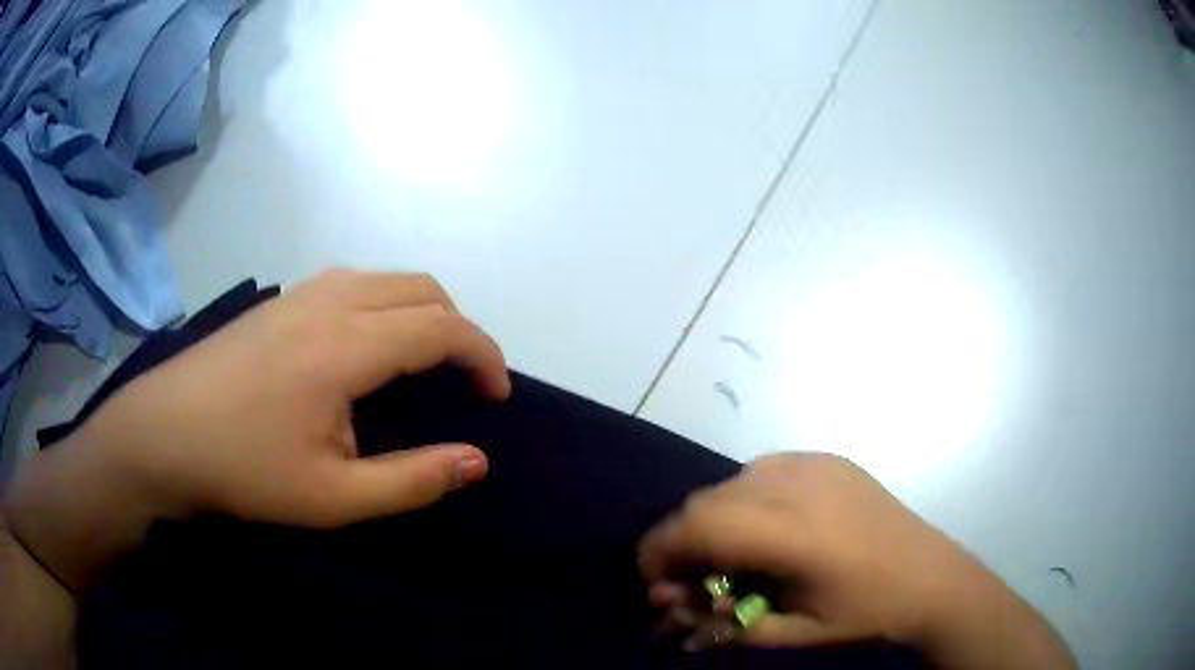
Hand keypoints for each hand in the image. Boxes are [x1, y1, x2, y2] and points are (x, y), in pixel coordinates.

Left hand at [7, 270, 511, 589]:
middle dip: (459, 327)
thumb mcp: (332, 496)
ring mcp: (299, 295)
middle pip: (420, 287)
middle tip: (463, 381)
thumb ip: (412, 479)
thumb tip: (477, 460)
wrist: (161, 434)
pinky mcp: (278, 301)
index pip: (441, 326)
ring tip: (423, 361)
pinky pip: (352, 283)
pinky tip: (364, 348)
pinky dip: (384, 304)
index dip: (483, 355)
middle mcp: (329, 302)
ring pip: (385, 278)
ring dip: (421, 310)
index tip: (496, 396)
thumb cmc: (242, 470)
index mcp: (345, 346)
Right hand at [639, 454, 1076, 669]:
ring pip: (734, 480)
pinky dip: (747, 500)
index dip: (659, 549)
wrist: (935, 581)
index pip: (700, 523)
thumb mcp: (790, 636)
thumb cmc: (866, 618)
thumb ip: (725, 622)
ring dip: (716, 519)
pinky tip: (768, 531)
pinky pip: (766, 470)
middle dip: (683, 539)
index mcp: (796, 532)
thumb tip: (673, 609)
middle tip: (691, 581)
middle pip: (709, 498)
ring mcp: (819, 464)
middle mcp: (802, 484)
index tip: (653, 582)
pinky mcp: (831, 460)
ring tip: (732, 557)